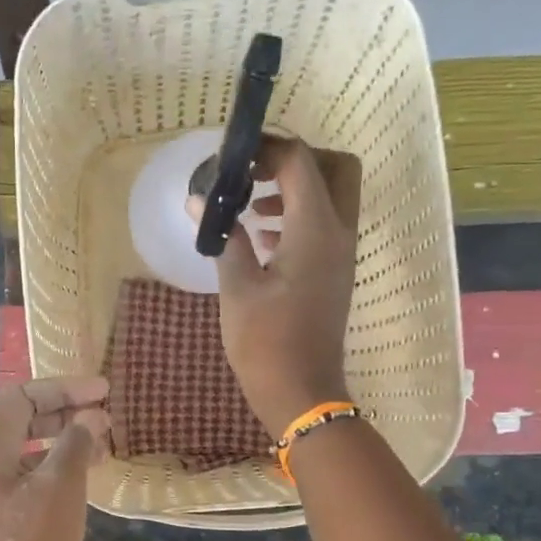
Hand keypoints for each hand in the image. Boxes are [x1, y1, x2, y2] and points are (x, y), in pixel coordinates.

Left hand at [0, 377, 110, 540]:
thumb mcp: (59, 490)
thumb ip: (75, 445)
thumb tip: (90, 418)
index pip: (19, 397)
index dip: (62, 388)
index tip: (104, 391)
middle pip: (20, 422)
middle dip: (64, 412)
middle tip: (106, 415)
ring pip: (26, 454)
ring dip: (63, 442)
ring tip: (103, 445)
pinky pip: (28, 481)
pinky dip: (56, 472)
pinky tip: (84, 482)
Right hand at [214, 137, 357, 437]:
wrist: (301, 392)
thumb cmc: (265, 342)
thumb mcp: (237, 288)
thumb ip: (223, 237)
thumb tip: (199, 203)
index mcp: (316, 230)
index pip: (301, 162)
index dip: (266, 149)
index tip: (232, 159)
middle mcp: (339, 233)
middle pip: (335, 167)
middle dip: (296, 160)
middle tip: (254, 174)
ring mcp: (341, 254)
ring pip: (333, 196)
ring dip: (296, 188)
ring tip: (250, 206)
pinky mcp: (334, 272)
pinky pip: (325, 225)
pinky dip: (298, 216)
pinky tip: (261, 237)